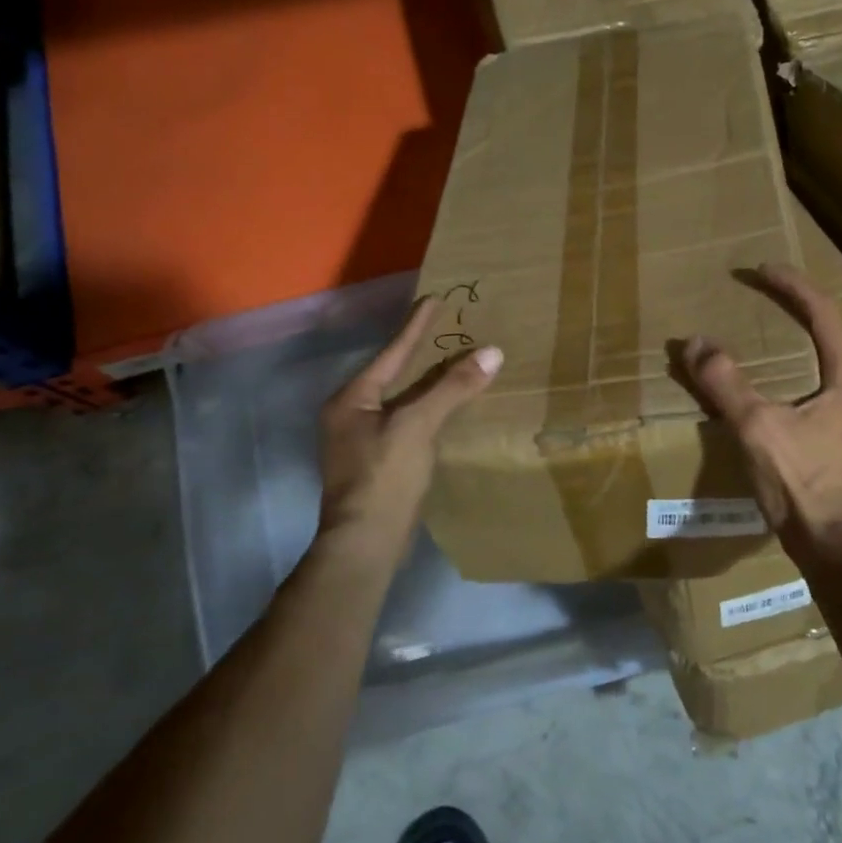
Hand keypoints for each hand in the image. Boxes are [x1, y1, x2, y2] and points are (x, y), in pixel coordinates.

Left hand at [318, 296, 501, 557]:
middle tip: (448, 327)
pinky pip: (407, 421)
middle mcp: (350, 414)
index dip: (416, 326)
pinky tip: (447, 408)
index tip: (435, 298)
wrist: (365, 544)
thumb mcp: (418, 426)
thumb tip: (491, 352)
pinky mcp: (377, 462)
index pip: (391, 352)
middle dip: (421, 352)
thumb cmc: (384, 477)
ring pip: (401, 399)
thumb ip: (452, 388)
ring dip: (426, 382)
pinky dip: (427, 409)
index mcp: (352, 398)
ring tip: (453, 363)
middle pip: (393, 374)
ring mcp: (361, 440)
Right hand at [680, 264, 841, 580]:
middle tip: (763, 311)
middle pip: (830, 345)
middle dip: (796, 323)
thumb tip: (695, 343)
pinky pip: (828, 408)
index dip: (791, 287)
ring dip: (799, 362)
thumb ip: (725, 383)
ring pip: (829, 379)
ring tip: (767, 362)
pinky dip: (802, 394)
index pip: (823, 315)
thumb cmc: (805, 489)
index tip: (761, 270)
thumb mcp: (757, 430)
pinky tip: (782, 415)